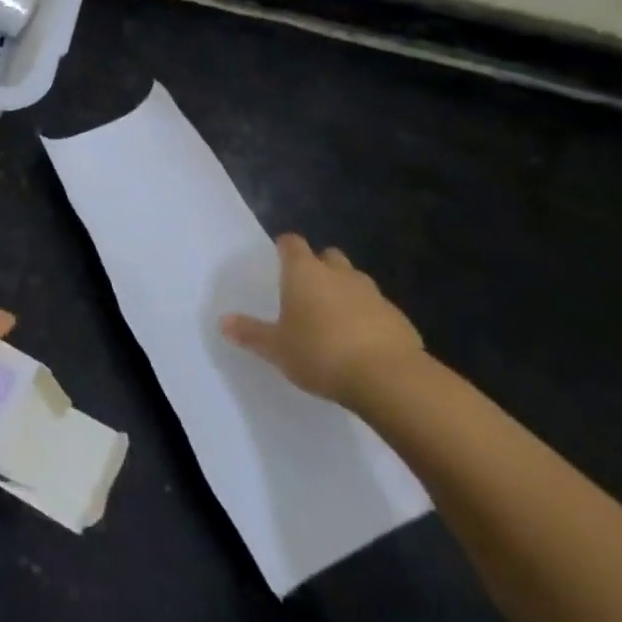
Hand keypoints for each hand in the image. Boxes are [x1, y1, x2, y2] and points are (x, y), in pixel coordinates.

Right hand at [220, 233, 423, 407]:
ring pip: (355, 281)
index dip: (285, 248)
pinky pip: (377, 309)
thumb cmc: (320, 352)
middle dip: (319, 267)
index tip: (280, 259)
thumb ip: (251, 333)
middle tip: (307, 292)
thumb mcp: (277, 348)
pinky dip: (369, 318)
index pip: (292, 243)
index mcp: (304, 272)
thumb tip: (223, 321)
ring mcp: (372, 293)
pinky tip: (363, 344)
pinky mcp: (398, 317)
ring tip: (335, 320)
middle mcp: (338, 273)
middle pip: (328, 257)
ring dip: (345, 292)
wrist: (388, 378)